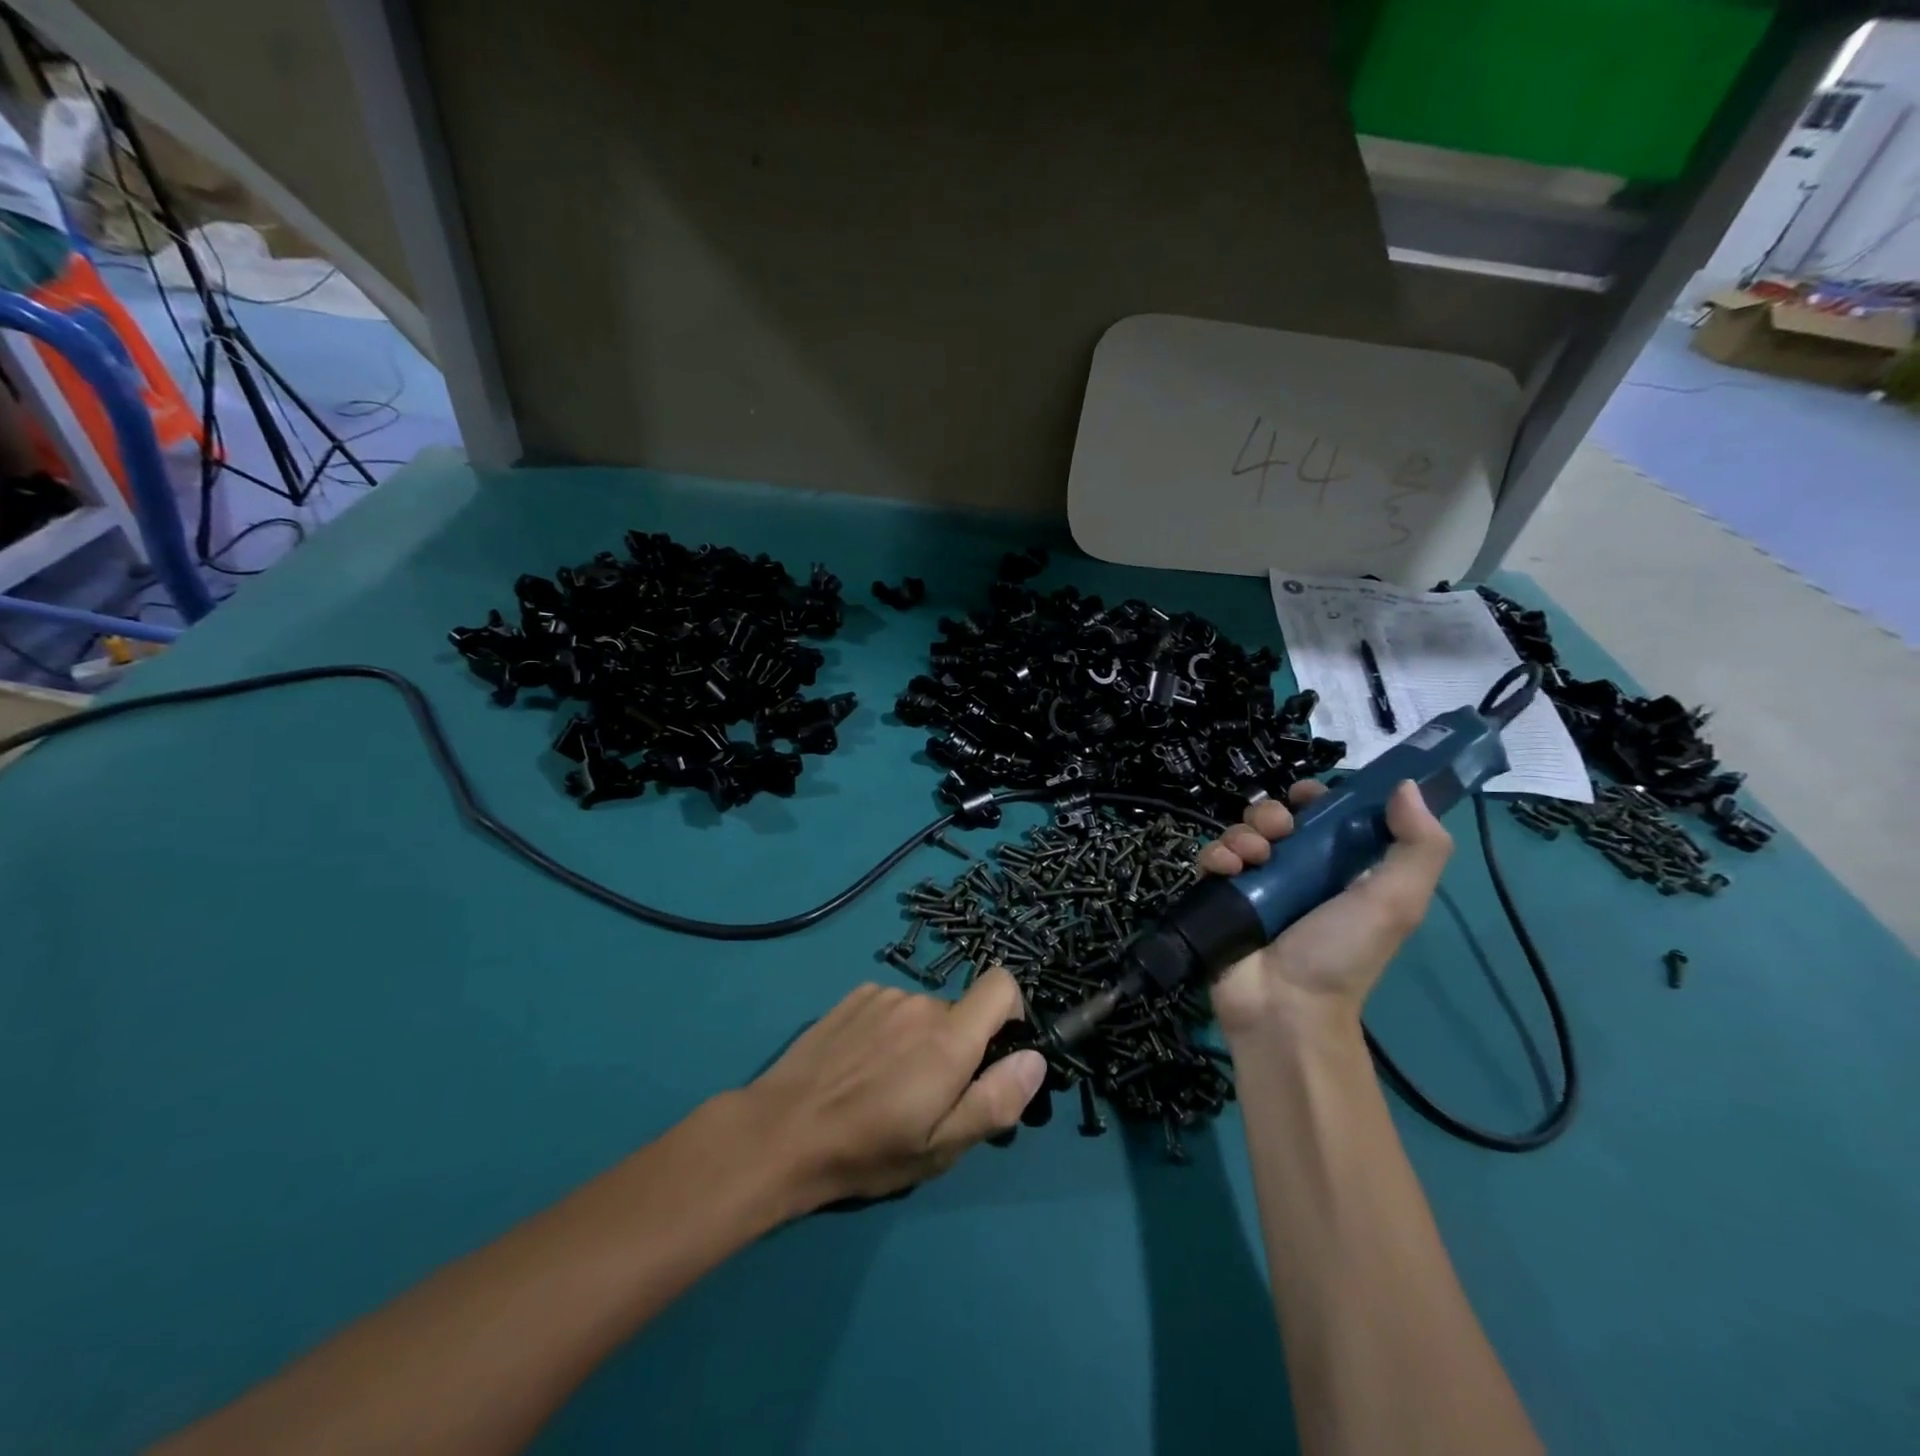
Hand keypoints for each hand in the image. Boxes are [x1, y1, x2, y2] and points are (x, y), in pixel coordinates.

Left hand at [742, 967, 1046, 1210]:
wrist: (781, 1132)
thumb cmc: (866, 1150)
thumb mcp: (940, 1148)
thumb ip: (995, 1100)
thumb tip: (1035, 1059)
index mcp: (949, 1038)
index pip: (1002, 985)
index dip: (1011, 1012)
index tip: (997, 1053)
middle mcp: (919, 1003)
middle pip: (960, 1013)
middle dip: (958, 1047)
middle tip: (928, 1098)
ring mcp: (882, 995)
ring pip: (923, 1013)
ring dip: (920, 1041)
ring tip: (886, 1086)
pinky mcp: (853, 997)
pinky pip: (890, 1007)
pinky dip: (890, 1031)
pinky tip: (860, 1067)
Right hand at [1197, 780, 1452, 1042]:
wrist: (1284, 1006)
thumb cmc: (1342, 954)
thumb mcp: (1396, 902)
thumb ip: (1418, 846)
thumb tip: (1406, 785)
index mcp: (1339, 869)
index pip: (1325, 817)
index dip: (1317, 799)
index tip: (1308, 796)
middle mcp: (1295, 871)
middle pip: (1276, 818)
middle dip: (1272, 813)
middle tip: (1279, 831)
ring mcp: (1254, 884)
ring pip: (1241, 832)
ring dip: (1244, 833)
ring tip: (1252, 858)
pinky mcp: (1219, 895)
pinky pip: (1211, 857)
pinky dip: (1217, 855)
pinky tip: (1227, 870)